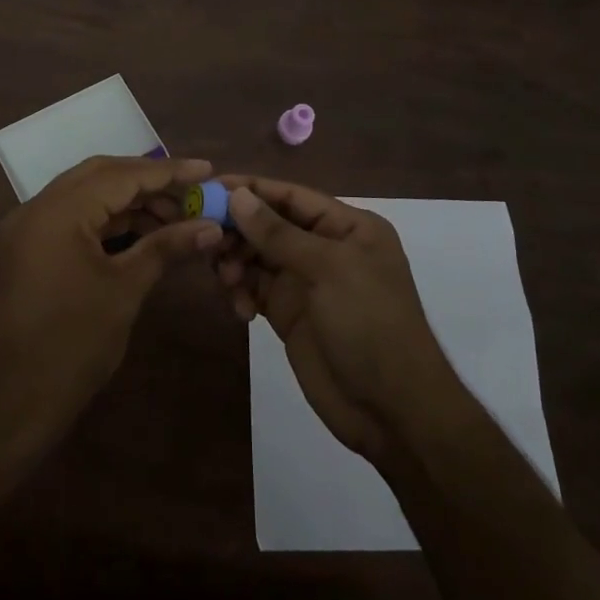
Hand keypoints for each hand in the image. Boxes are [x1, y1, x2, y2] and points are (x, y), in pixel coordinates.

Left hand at [0, 155, 222, 444]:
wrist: (16, 401)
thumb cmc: (75, 343)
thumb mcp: (126, 289)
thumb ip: (166, 247)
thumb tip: (211, 226)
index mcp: (57, 211)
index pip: (120, 175)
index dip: (168, 172)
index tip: (207, 170)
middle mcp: (36, 208)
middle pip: (100, 175)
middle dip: (148, 181)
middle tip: (191, 193)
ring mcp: (28, 228)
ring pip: (86, 196)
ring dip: (129, 202)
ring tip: (175, 218)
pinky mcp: (28, 249)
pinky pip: (72, 218)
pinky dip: (107, 220)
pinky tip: (141, 233)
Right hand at [216, 177, 458, 461]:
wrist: (392, 410)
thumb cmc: (370, 324)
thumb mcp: (328, 270)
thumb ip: (278, 233)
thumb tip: (236, 195)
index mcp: (347, 227)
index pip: (290, 196)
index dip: (250, 190)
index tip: (207, 189)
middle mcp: (325, 248)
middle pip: (269, 225)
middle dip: (238, 231)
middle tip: (207, 241)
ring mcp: (306, 282)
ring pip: (257, 257)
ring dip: (236, 263)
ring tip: (227, 280)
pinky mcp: (289, 313)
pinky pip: (255, 289)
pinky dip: (241, 292)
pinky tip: (241, 310)